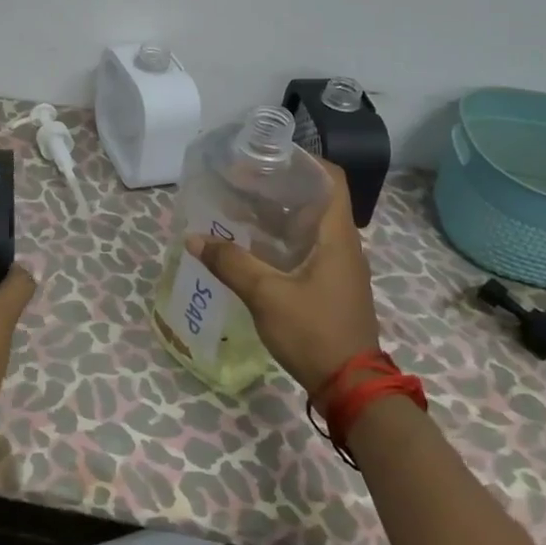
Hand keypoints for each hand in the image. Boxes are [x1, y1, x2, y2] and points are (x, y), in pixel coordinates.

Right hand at [187, 161, 380, 394]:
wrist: (352, 388)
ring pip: (308, 226)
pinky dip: (279, 239)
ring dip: (276, 214)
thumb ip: (230, 263)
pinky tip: (250, 246)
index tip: (267, 156)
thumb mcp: (266, 295)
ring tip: (238, 207)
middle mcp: (342, 244)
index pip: (331, 179)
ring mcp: (338, 267)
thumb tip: (193, 238)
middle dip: (278, 186)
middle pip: (314, 199)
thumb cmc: (314, 331)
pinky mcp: (330, 286)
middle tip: (240, 179)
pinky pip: (305, 249)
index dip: (303, 161)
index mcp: (336, 236)